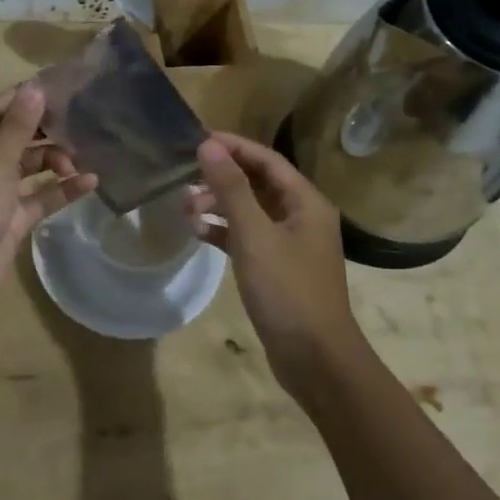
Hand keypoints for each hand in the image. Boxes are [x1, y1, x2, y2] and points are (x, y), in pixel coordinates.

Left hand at [0, 84, 96, 332]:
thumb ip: (17, 129)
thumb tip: (33, 88)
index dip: (23, 98)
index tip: (60, 87)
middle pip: (11, 139)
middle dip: (44, 132)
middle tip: (81, 123)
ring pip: (26, 169)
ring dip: (53, 161)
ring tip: (82, 157)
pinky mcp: (7, 224)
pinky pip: (36, 199)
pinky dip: (59, 191)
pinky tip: (89, 183)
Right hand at [191, 132, 363, 392]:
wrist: (315, 358)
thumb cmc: (287, 290)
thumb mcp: (254, 235)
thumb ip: (231, 188)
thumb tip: (209, 145)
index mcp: (306, 202)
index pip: (266, 159)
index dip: (233, 147)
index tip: (197, 141)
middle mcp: (302, 217)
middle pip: (258, 183)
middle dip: (221, 178)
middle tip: (184, 179)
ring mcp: (290, 245)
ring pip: (251, 212)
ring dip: (219, 206)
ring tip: (185, 208)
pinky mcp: (278, 269)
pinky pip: (248, 238)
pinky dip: (224, 233)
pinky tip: (198, 233)